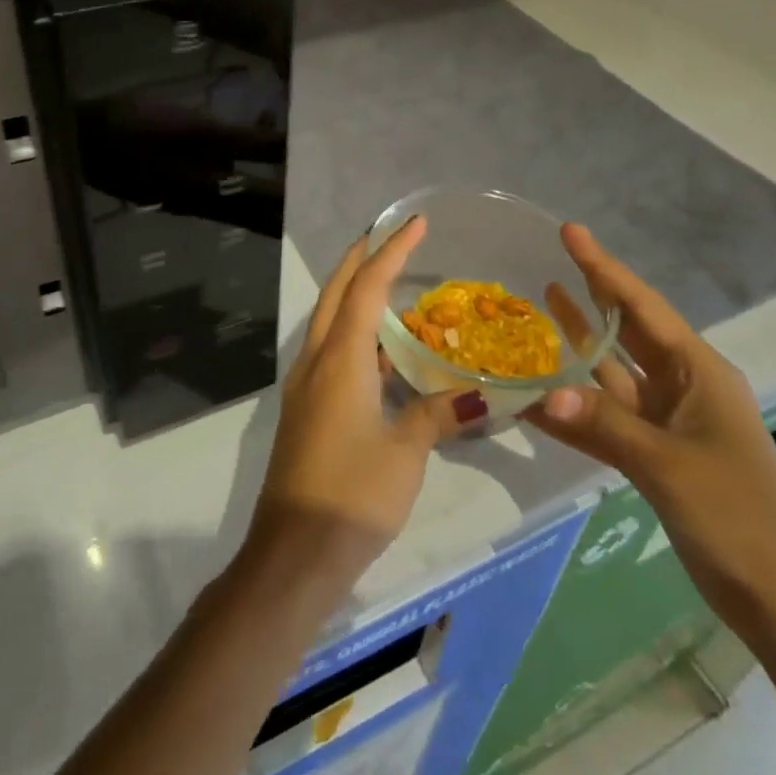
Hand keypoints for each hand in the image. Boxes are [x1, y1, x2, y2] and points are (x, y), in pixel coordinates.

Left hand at [245, 218, 488, 591]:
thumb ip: (438, 415)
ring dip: (351, 293)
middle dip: (358, 259)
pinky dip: (352, 331)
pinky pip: (329, 351)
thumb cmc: (353, 494)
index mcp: (340, 360)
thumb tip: (481, 396)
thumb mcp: (406, 453)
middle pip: (335, 293)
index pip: (366, 288)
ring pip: (328, 321)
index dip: (391, 252)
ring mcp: (305, 385)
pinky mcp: (305, 408)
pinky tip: (378, 349)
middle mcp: (316, 361)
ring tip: (385, 281)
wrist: (295, 550)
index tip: (414, 223)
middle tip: (386, 235)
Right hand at [524, 225, 775, 654]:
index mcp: (700, 375)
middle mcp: (685, 388)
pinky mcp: (657, 457)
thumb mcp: (670, 466)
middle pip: (629, 330)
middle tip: (552, 259)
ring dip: (579, 346)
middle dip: (593, 295)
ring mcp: (670, 424)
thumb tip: (541, 394)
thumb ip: (604, 424)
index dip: (604, 268)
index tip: (570, 232)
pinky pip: (606, 421)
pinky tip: (537, 399)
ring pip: (613, 374)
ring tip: (541, 308)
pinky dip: (574, 411)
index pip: (643, 307)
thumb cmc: (739, 519)